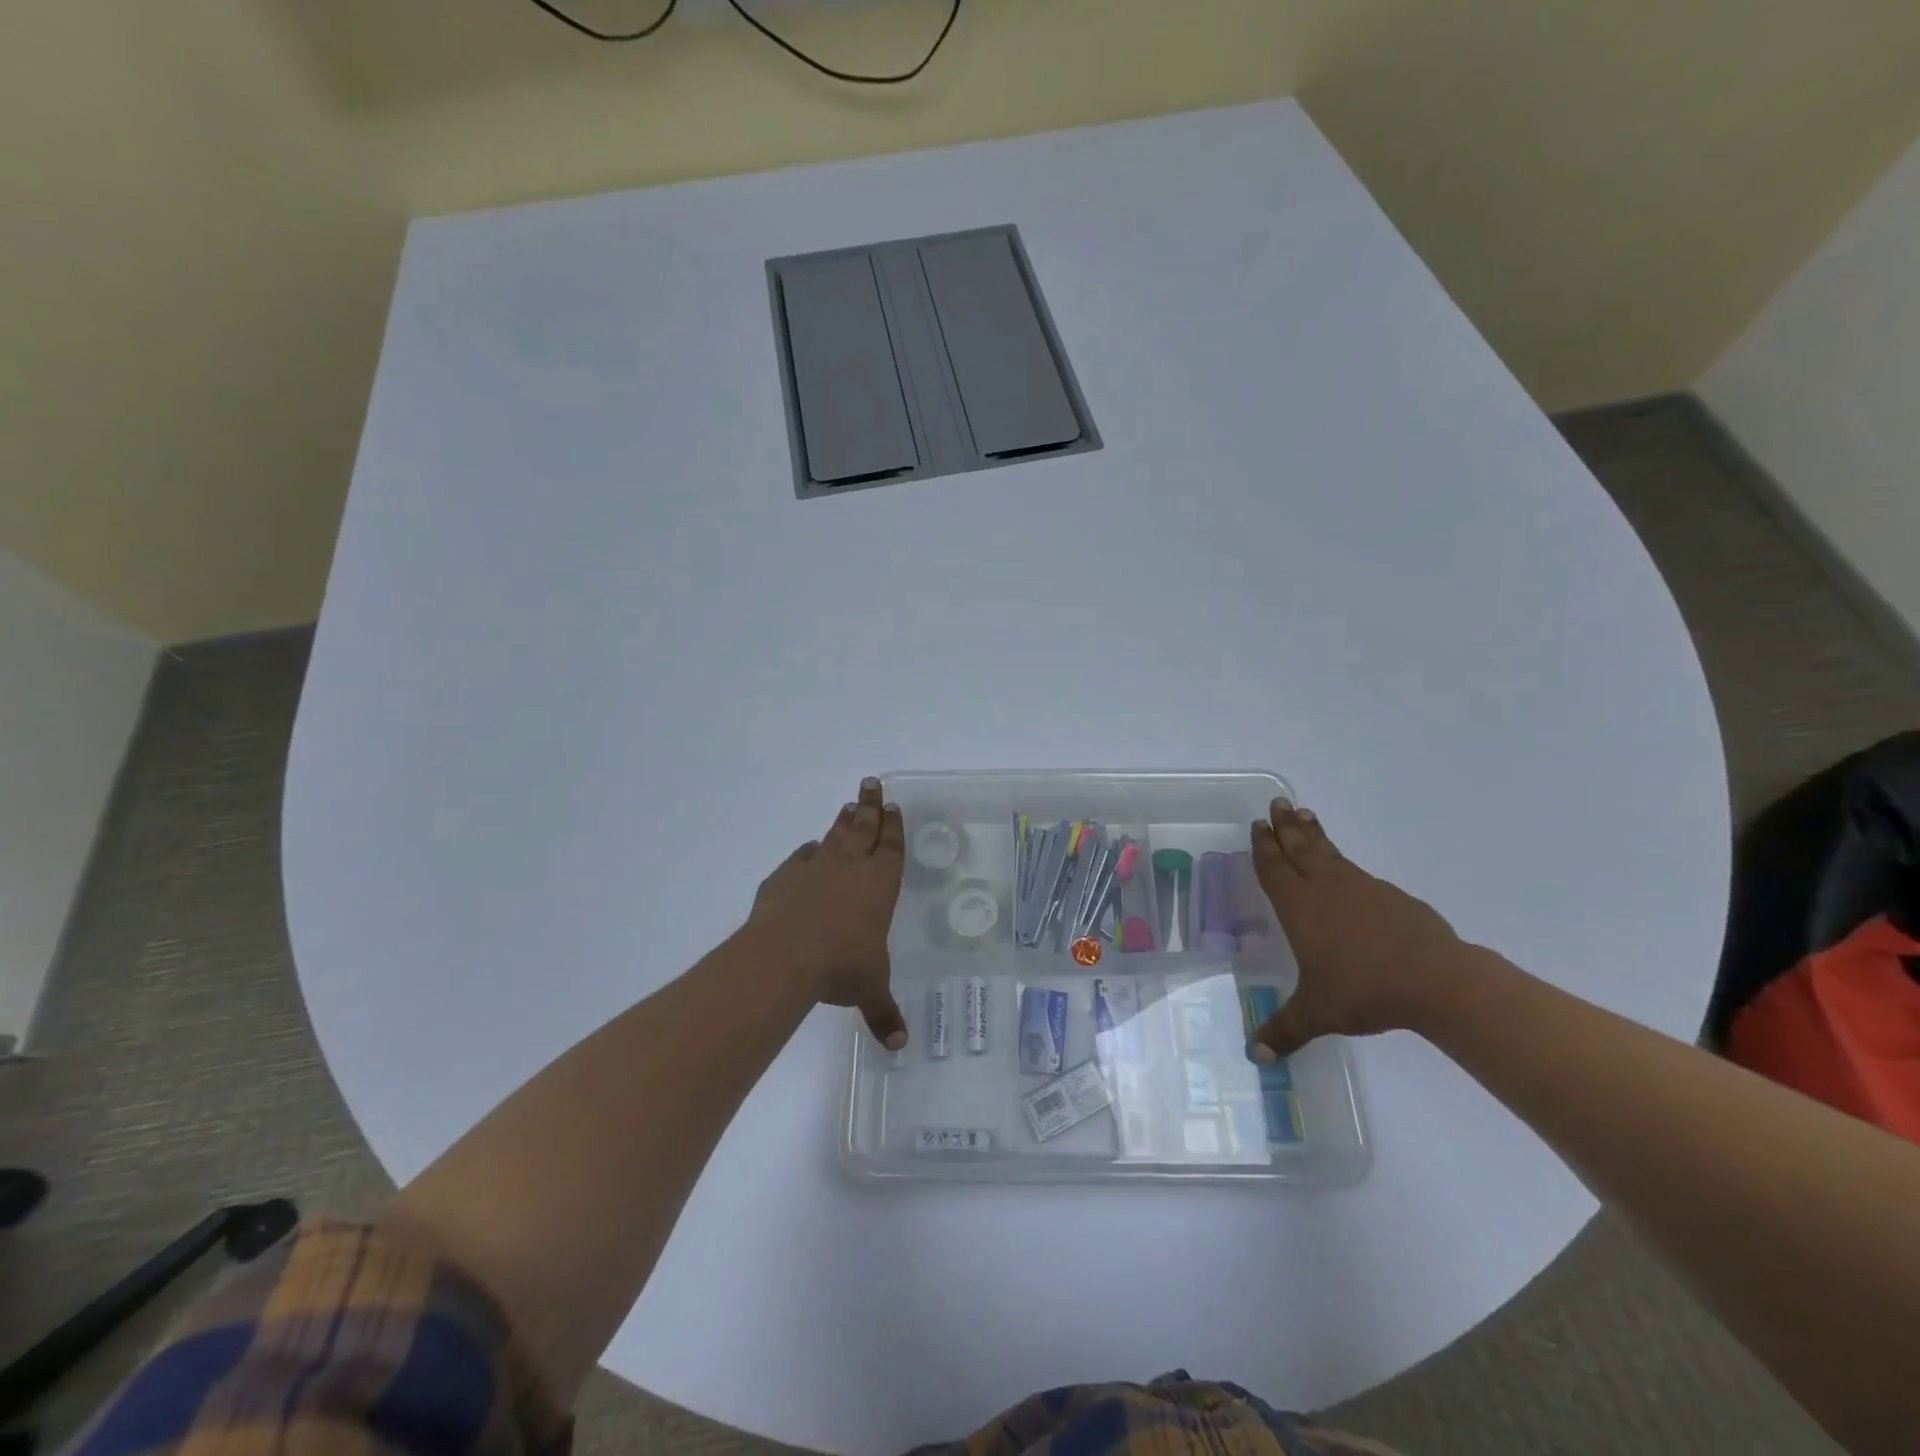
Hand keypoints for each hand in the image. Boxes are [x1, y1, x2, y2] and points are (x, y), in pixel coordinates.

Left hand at [749, 777, 908, 1048]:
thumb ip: (884, 1013)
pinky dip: (808, 852)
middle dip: (870, 806)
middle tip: (872, 783)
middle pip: (864, 828)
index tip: (892, 805)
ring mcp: (815, 867)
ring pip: (834, 835)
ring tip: (848, 805)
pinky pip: (801, 857)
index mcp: (879, 885)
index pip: (891, 847)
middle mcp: (850, 868)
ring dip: (843, 821)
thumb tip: (900, 1046)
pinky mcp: (784, 876)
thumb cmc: (841, 966)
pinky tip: (809, 850)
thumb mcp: (869, 990)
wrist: (785, 956)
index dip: (893, 827)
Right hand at [1247, 799, 1469, 1058]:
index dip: (1264, 846)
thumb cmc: (1364, 990)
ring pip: (1331, 853)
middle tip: (1277, 803)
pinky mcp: (1393, 897)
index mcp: (1300, 907)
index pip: (1275, 867)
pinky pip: (1358, 872)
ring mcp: (1363, 889)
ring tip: (1306, 816)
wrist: (1436, 981)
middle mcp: (1327, 888)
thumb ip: (1284, 1030)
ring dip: (1315, 834)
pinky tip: (1348, 870)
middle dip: (1286, 826)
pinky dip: (1344, 861)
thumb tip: (1254, 1056)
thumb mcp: (1317, 1013)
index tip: (1259, 823)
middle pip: (1301, 848)